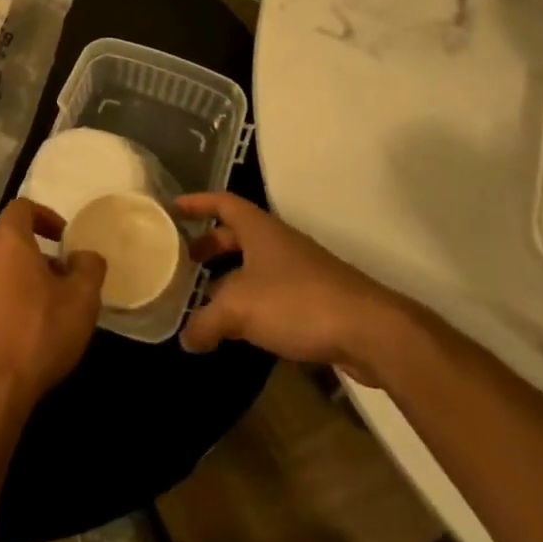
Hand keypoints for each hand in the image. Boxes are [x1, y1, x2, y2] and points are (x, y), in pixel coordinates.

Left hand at [0, 199, 105, 432]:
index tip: (63, 238)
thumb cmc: (37, 335)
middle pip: (7, 241)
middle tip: (59, 280)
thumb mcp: (81, 301)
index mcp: (5, 241)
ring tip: (40, 308)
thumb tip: (83, 256)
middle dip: (35, 254)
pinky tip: (15, 331)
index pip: (22, 208)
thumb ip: (89, 267)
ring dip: (16, 279)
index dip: (46, 216)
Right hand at [177, 193, 417, 383]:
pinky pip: (272, 292)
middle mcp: (279, 243)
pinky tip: (240, 328)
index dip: (197, 203)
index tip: (173, 210)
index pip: (223, 203)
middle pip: (237, 234)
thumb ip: (206, 322)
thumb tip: (186, 338)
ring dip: (229, 277)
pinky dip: (251, 302)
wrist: (370, 331)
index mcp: (259, 230)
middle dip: (209, 245)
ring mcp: (300, 270)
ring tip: (204, 299)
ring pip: (255, 266)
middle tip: (183, 261)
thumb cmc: (297, 302)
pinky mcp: (315, 300)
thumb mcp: (239, 309)